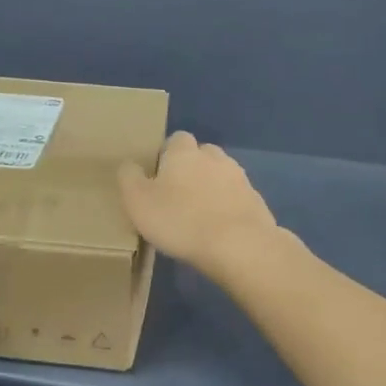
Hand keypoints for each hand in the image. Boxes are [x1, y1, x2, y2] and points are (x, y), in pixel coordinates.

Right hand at [118, 130, 278, 275]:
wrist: (239, 245)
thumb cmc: (180, 220)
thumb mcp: (138, 202)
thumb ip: (129, 178)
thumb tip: (129, 165)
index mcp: (184, 152)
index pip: (176, 139)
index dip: (166, 156)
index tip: (158, 178)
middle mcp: (214, 157)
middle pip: (201, 154)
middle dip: (192, 169)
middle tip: (178, 196)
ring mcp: (239, 178)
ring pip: (221, 175)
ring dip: (212, 188)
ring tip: (200, 215)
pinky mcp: (256, 201)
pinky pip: (237, 198)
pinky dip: (228, 208)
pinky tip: (220, 229)